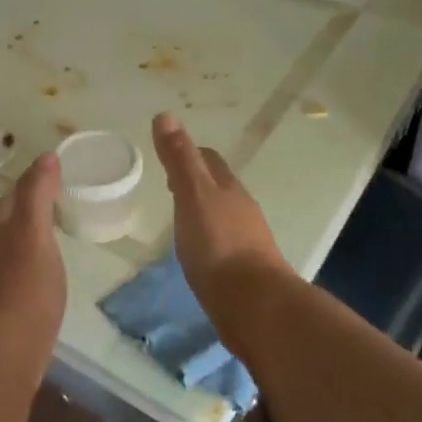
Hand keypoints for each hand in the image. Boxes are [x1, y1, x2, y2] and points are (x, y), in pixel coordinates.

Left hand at [0, 152, 65, 346]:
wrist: (3, 350)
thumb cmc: (25, 286)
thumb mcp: (36, 232)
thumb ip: (38, 193)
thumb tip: (46, 156)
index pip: (13, 194)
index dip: (34, 183)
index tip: (58, 180)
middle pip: (7, 218)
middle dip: (28, 209)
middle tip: (59, 209)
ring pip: (6, 246)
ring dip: (25, 238)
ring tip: (52, 242)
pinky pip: (10, 272)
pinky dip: (25, 265)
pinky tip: (40, 278)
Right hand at [152, 112, 290, 307]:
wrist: (255, 306)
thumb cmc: (218, 246)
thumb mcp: (192, 196)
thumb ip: (179, 159)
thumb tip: (165, 115)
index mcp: (228, 188)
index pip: (209, 159)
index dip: (189, 154)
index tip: (168, 160)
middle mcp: (242, 209)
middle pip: (219, 186)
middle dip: (197, 182)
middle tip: (170, 186)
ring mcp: (247, 241)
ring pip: (223, 215)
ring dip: (204, 211)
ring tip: (180, 219)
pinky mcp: (246, 270)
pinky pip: (224, 243)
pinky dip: (209, 239)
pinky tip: (197, 252)